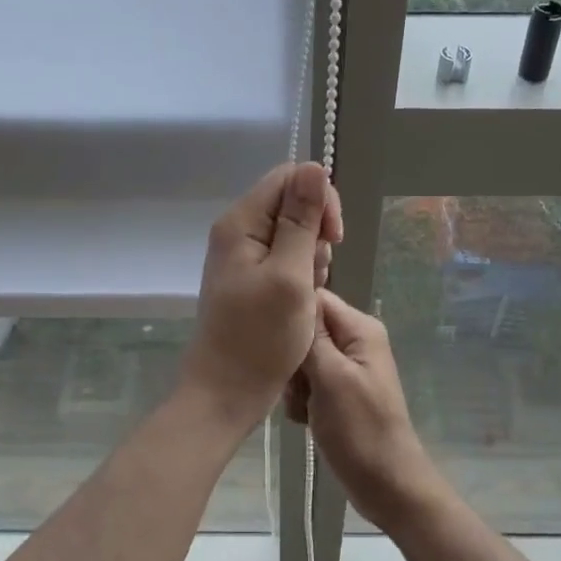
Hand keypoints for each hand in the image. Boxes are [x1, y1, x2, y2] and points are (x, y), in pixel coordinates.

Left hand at [181, 163, 342, 424]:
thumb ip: (301, 220)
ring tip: (306, 294)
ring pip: (294, 233)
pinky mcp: (252, 278)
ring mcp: (244, 256)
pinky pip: (286, 259)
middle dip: (317, 234)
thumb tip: (314, 166)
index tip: (334, 238)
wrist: (226, 394)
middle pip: (292, 203)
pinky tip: (300, 304)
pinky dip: (302, 276)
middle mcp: (238, 231)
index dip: (319, 199)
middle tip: (316, 273)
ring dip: (312, 259)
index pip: (289, 178)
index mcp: (240, 222)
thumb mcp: (290, 275)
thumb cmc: (259, 338)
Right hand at [293, 289, 447, 531]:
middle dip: (293, 359)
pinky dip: (302, 401)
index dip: (292, 316)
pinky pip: (307, 383)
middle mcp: (355, 341)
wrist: (387, 486)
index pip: (315, 299)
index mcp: (360, 329)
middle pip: (306, 330)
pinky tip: (306, 420)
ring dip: (295, 385)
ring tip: (304, 409)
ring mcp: (346, 368)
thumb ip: (312, 336)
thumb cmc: (360, 430)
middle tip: (298, 388)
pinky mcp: (338, 392)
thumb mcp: (332, 378)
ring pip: (302, 359)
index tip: (275, 342)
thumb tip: (296, 292)